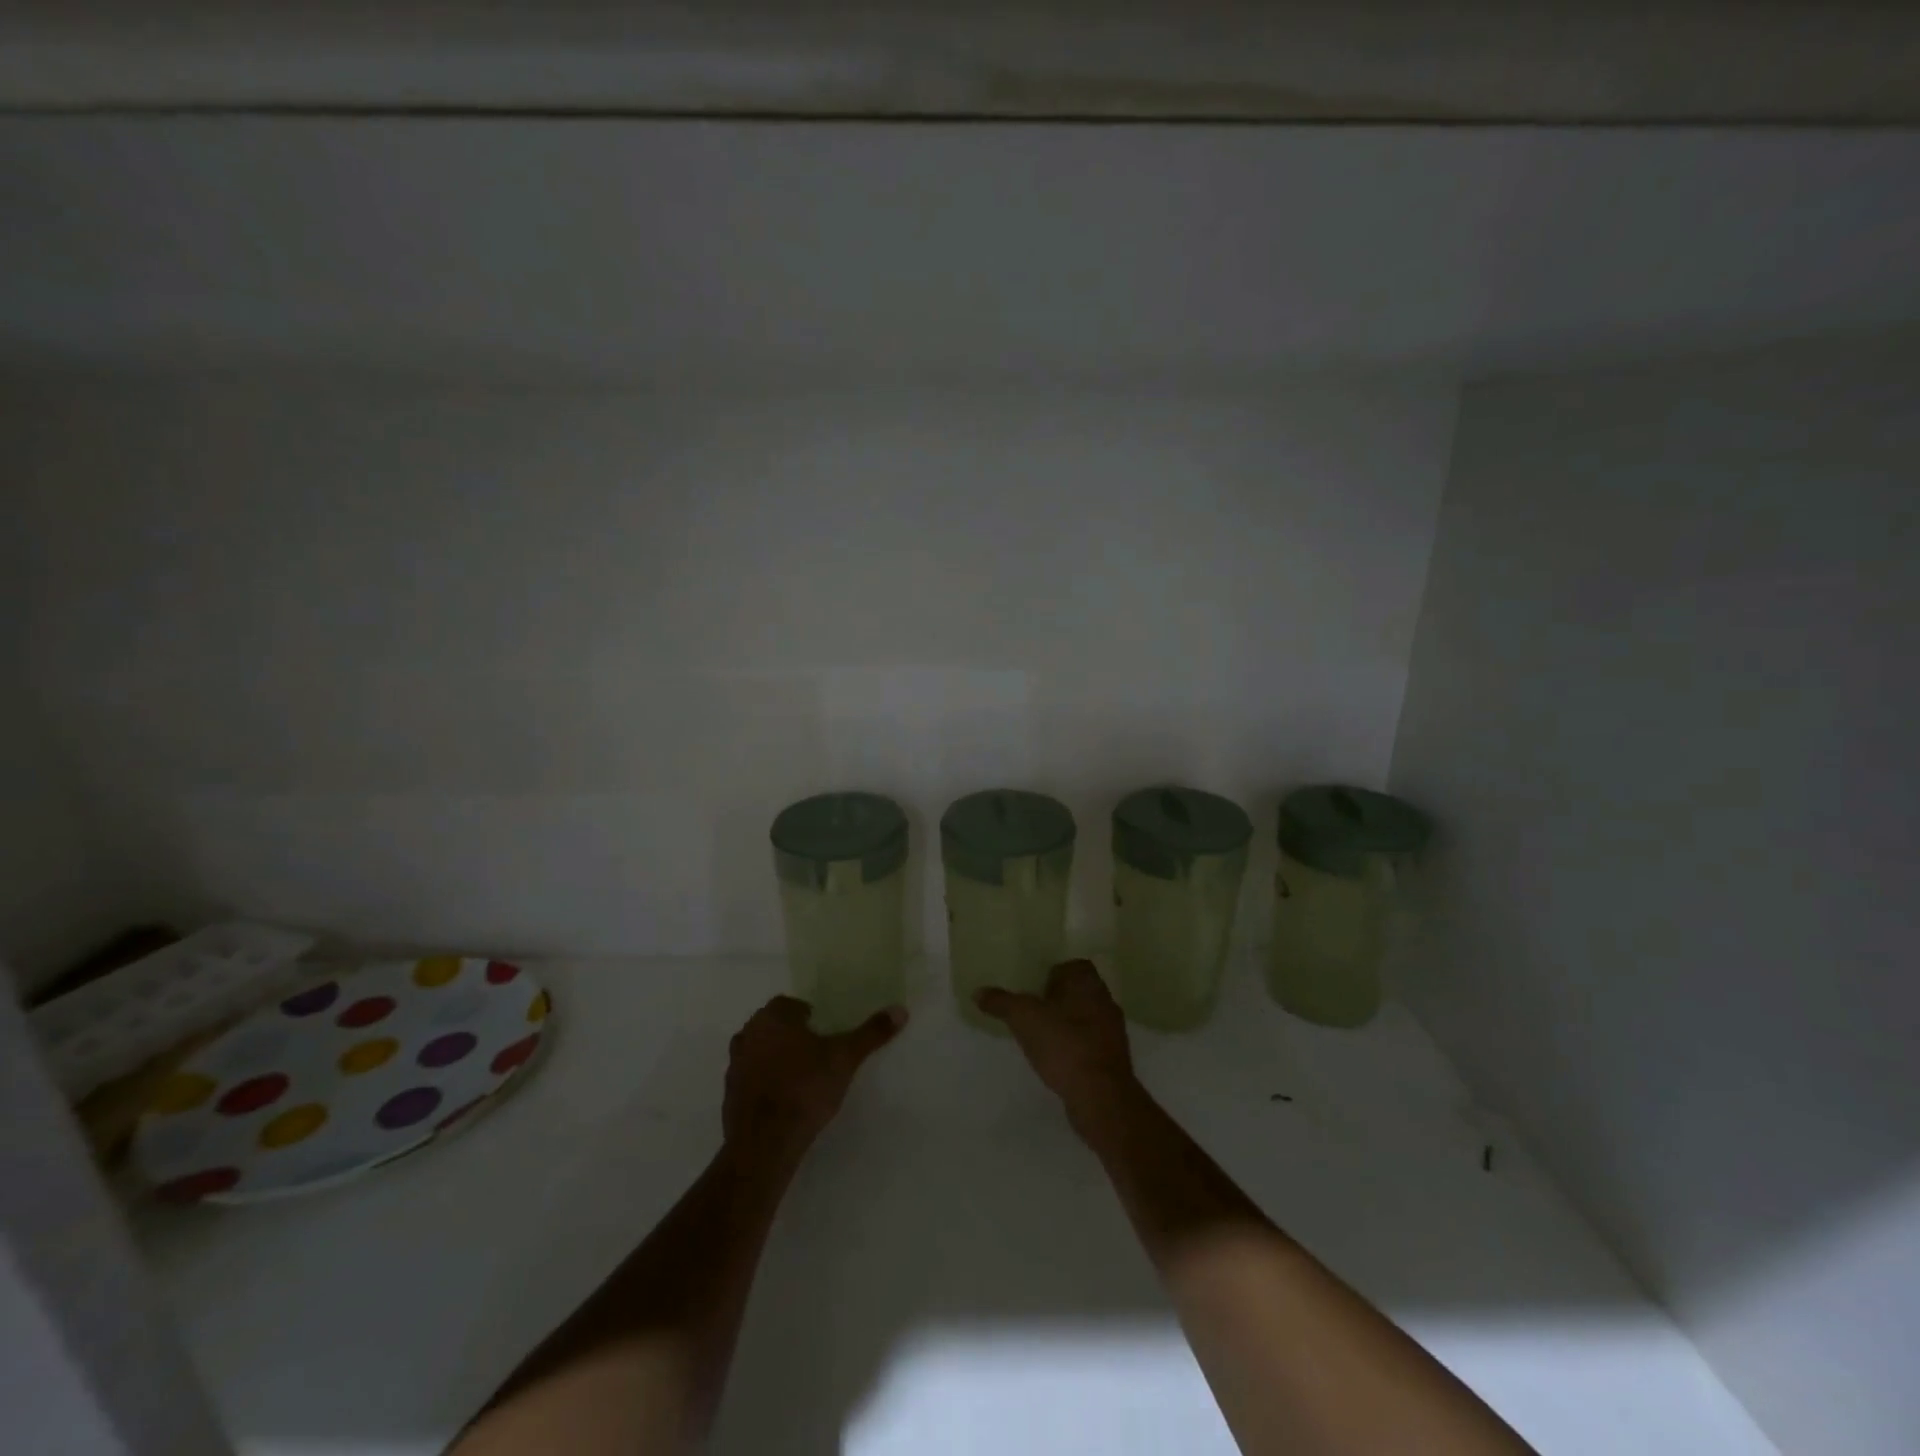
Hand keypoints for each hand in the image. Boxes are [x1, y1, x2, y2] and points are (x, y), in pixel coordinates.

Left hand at [723, 996, 905, 1166]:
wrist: (765, 1143)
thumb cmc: (805, 1088)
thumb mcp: (845, 1058)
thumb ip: (871, 1033)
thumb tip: (900, 1009)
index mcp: (773, 1018)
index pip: (789, 1004)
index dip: (807, 1014)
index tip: (823, 1030)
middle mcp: (748, 1034)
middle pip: (771, 1025)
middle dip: (790, 1034)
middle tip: (814, 1051)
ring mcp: (734, 1066)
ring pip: (758, 1051)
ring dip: (774, 1058)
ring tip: (799, 1076)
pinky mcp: (729, 1096)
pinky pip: (750, 1079)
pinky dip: (763, 1083)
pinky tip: (782, 1099)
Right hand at [977, 960, 1139, 1132]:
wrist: (1100, 1095)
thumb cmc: (1063, 1044)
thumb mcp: (1023, 1018)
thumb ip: (1001, 1002)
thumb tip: (978, 992)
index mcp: (1087, 982)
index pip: (1072, 965)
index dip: (1052, 972)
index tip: (1032, 986)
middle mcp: (1104, 999)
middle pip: (1078, 991)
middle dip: (1057, 998)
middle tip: (1031, 1009)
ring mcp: (1112, 1030)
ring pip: (1085, 1017)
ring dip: (1066, 1023)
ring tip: (1040, 1035)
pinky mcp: (1113, 1058)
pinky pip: (1089, 1042)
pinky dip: (1074, 1046)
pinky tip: (1057, 1058)